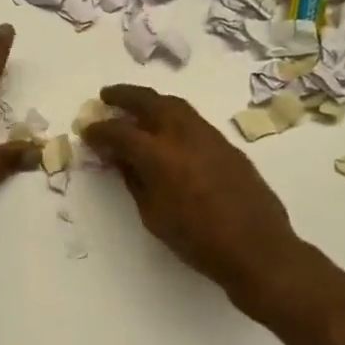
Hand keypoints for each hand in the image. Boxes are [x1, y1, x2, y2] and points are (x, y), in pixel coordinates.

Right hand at [81, 84, 301, 304]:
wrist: (257, 248)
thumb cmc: (197, 240)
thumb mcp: (153, 215)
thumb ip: (134, 180)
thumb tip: (119, 159)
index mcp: (160, 156)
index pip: (120, 132)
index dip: (99, 130)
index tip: (86, 130)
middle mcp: (184, 136)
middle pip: (150, 102)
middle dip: (125, 95)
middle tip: (107, 96)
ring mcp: (210, 137)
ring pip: (176, 106)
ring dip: (151, 101)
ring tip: (136, 107)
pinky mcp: (227, 145)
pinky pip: (193, 120)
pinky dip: (173, 116)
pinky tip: (167, 130)